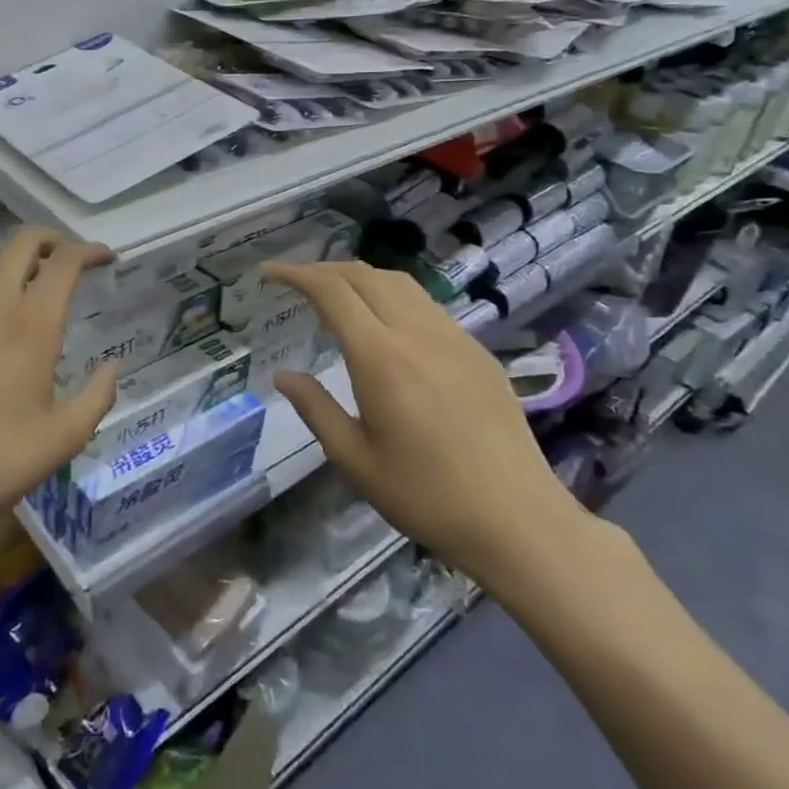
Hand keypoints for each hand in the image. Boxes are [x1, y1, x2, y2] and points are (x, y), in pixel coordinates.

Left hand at [0, 228, 118, 539]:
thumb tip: (111, 367)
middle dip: (50, 240)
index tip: (104, 258)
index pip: (66, 260)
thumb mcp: (65, 437)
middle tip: (62, 260)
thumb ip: (97, 395)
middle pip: (22, 241)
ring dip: (6, 255)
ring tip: (16, 278)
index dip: (90, 250)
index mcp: (33, 321)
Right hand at [264, 260, 599, 600]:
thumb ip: (315, 409)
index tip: (270, 271)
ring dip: (361, 277)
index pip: (333, 291)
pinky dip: (393, 296)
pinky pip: (427, 305)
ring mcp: (453, 338)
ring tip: (337, 293)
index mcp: (381, 357)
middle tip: (297, 282)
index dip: (297, 274)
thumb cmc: (426, 496)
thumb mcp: (355, 460)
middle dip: (325, 269)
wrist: (518, 519)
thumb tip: (282, 376)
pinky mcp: (477, 351)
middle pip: (365, 275)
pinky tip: (386, 323)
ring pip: (400, 283)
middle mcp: (417, 333)